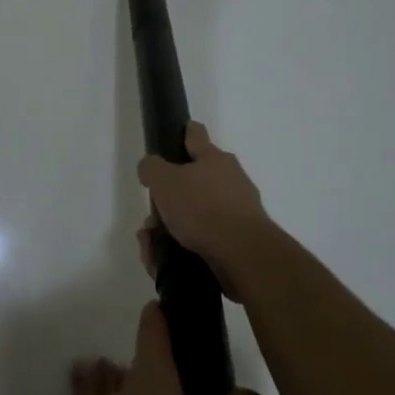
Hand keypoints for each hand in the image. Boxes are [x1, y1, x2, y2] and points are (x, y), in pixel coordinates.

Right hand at [136, 122, 274, 298]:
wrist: (244, 255)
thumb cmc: (202, 208)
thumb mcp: (164, 180)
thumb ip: (151, 168)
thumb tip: (151, 168)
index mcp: (214, 159)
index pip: (196, 135)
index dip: (183, 132)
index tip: (175, 136)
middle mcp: (230, 180)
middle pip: (191, 182)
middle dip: (167, 199)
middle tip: (152, 215)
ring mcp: (236, 212)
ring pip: (193, 215)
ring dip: (169, 228)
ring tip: (152, 245)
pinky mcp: (236, 241)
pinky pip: (200, 240)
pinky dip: (180, 249)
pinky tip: (162, 261)